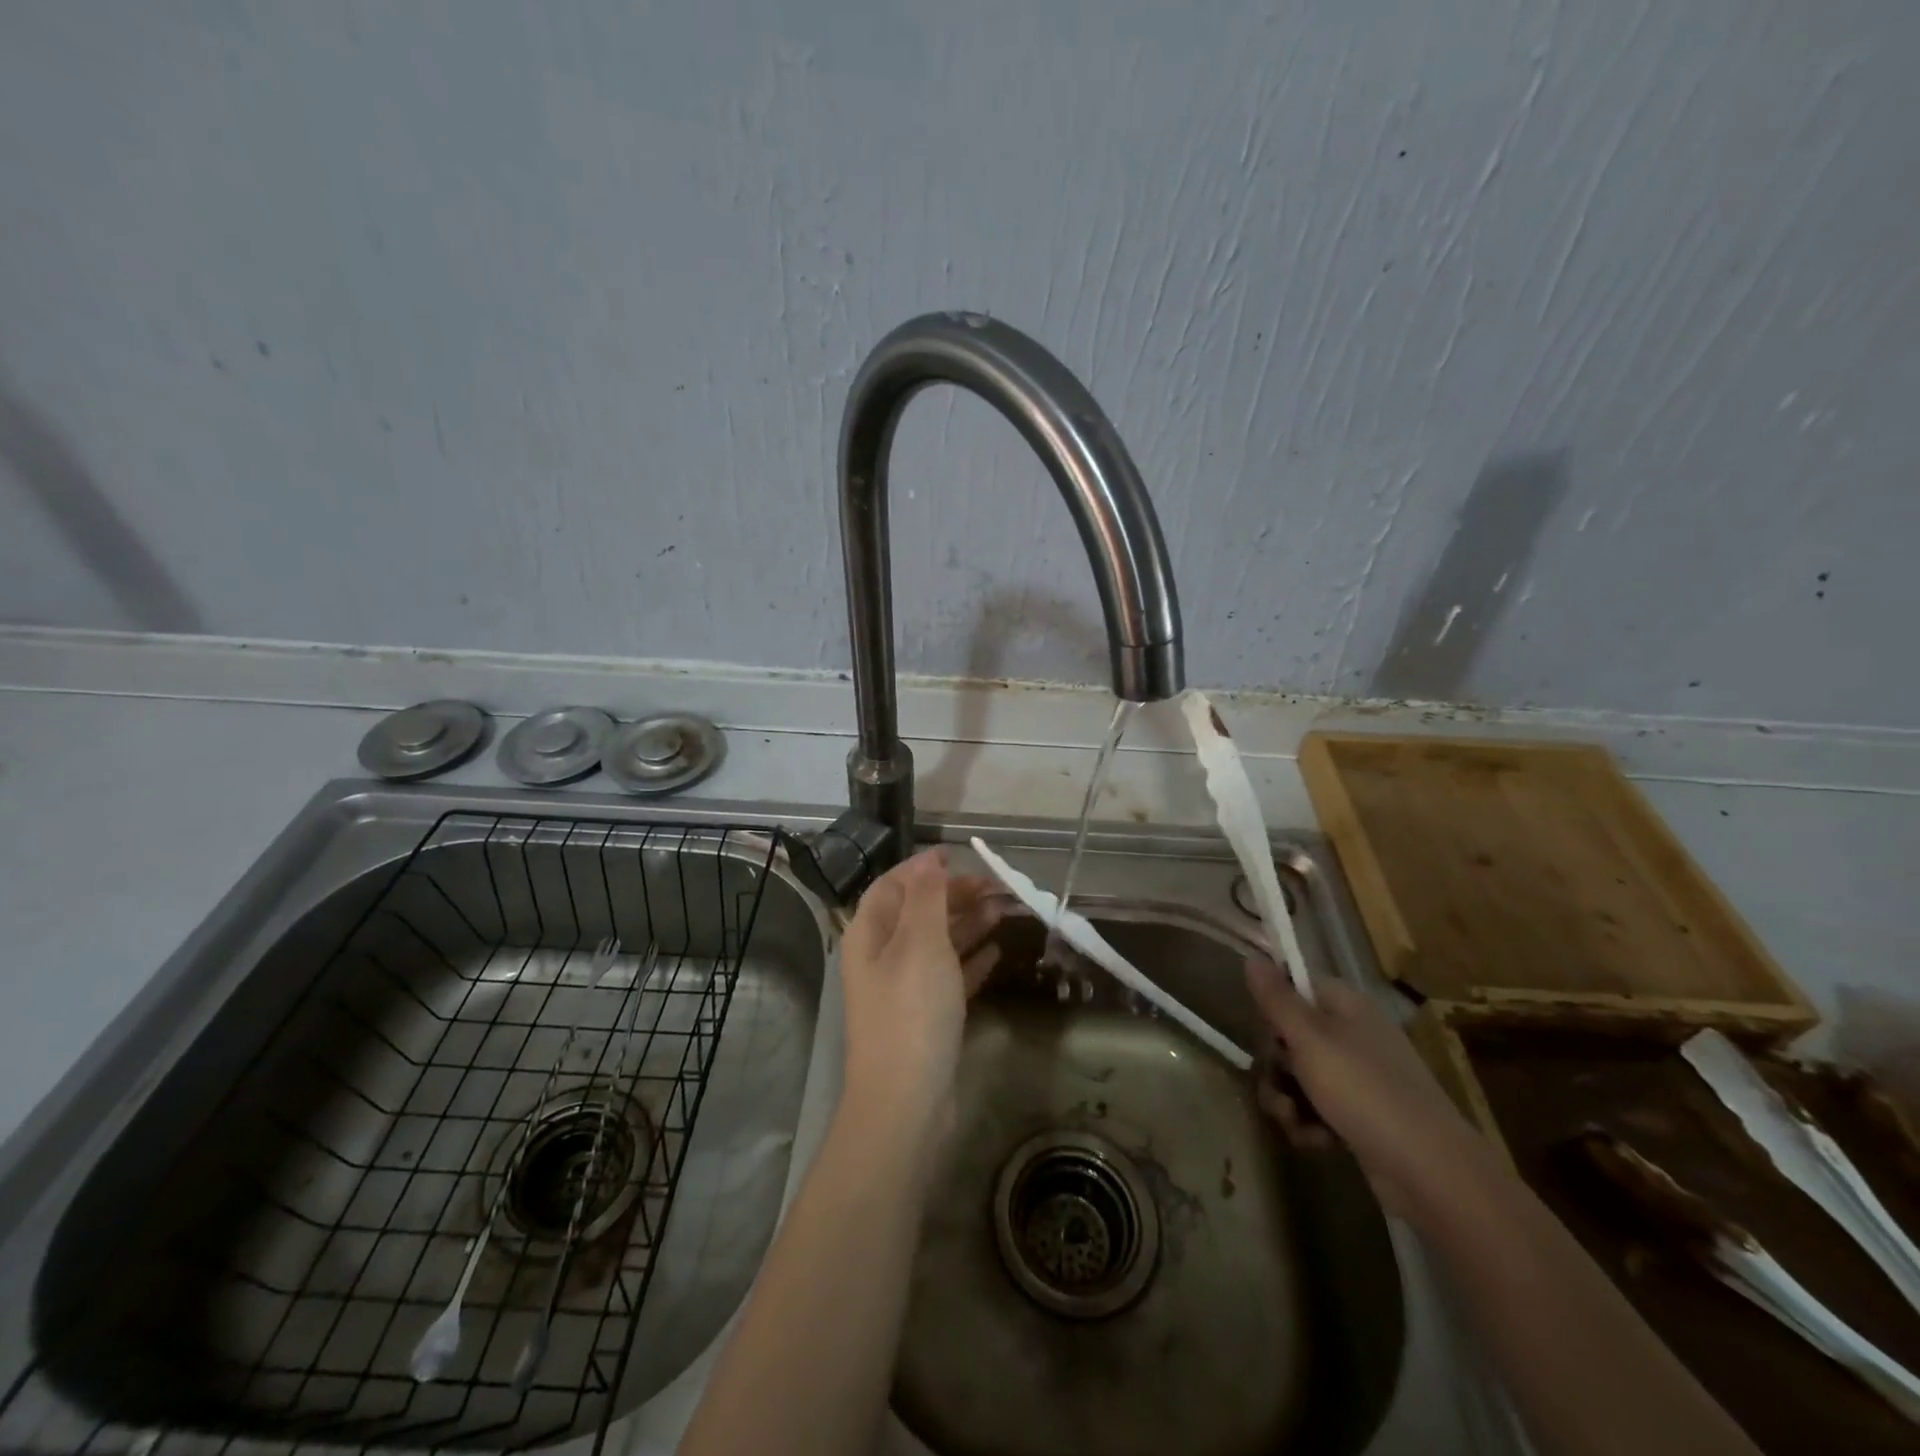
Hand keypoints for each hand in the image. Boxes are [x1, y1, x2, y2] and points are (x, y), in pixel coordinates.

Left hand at [838, 849, 1003, 1134]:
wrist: (906, 1103)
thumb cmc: (911, 1011)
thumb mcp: (919, 943)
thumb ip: (926, 898)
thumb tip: (929, 861)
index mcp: (870, 935)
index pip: (892, 886)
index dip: (922, 868)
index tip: (958, 854)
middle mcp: (883, 958)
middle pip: (918, 913)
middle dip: (954, 895)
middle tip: (996, 886)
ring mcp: (905, 990)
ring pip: (937, 944)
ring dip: (968, 924)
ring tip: (1004, 910)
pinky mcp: (927, 1018)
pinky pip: (950, 977)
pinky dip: (971, 961)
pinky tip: (997, 951)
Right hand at [1244, 957, 1485, 1218]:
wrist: (1430, 1170)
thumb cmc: (1363, 1090)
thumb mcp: (1308, 1039)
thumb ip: (1276, 998)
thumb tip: (1252, 956)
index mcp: (1346, 1006)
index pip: (1296, 987)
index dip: (1274, 1008)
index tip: (1265, 1032)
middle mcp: (1353, 1035)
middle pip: (1292, 1036)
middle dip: (1275, 1065)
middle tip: (1277, 1084)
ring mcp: (1360, 1077)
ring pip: (1301, 1076)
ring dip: (1287, 1100)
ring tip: (1294, 1121)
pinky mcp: (1362, 1115)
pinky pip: (1320, 1108)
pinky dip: (1311, 1124)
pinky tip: (1316, 1142)